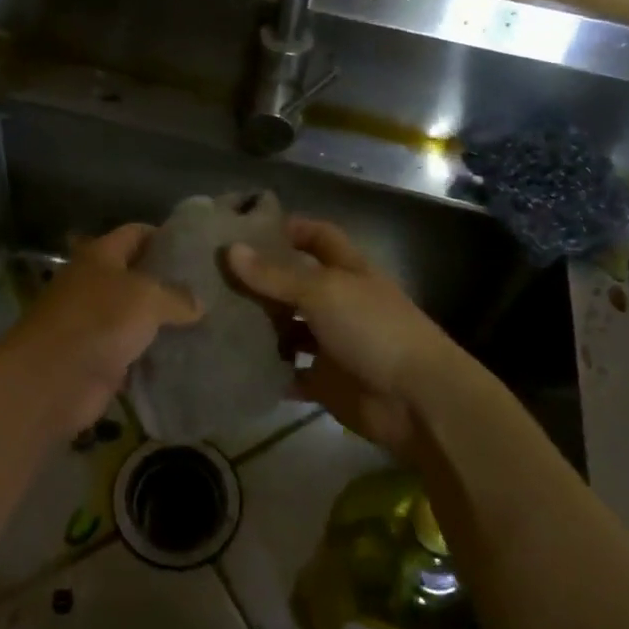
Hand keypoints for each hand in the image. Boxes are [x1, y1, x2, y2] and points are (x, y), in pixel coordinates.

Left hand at [7, 224, 199, 435]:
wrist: (51, 379)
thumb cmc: (98, 320)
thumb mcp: (147, 297)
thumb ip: (176, 296)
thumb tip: (197, 305)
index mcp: (101, 255)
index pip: (137, 233)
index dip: (166, 236)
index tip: (199, 247)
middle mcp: (96, 284)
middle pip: (138, 276)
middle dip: (171, 282)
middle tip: (212, 288)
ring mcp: (97, 324)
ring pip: (139, 317)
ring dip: (166, 323)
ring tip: (208, 323)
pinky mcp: (100, 359)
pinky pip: (135, 353)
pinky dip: (156, 356)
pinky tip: (189, 356)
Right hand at [227, 217, 464, 457]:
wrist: (417, 400)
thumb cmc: (374, 329)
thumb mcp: (323, 292)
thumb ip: (276, 275)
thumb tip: (230, 250)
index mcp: (347, 270)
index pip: (317, 236)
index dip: (288, 229)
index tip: (246, 228)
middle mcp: (338, 302)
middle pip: (295, 283)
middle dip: (261, 280)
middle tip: (212, 276)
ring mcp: (332, 343)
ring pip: (288, 328)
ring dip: (259, 326)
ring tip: (213, 319)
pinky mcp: (325, 381)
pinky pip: (289, 373)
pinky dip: (268, 370)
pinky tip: (233, 363)